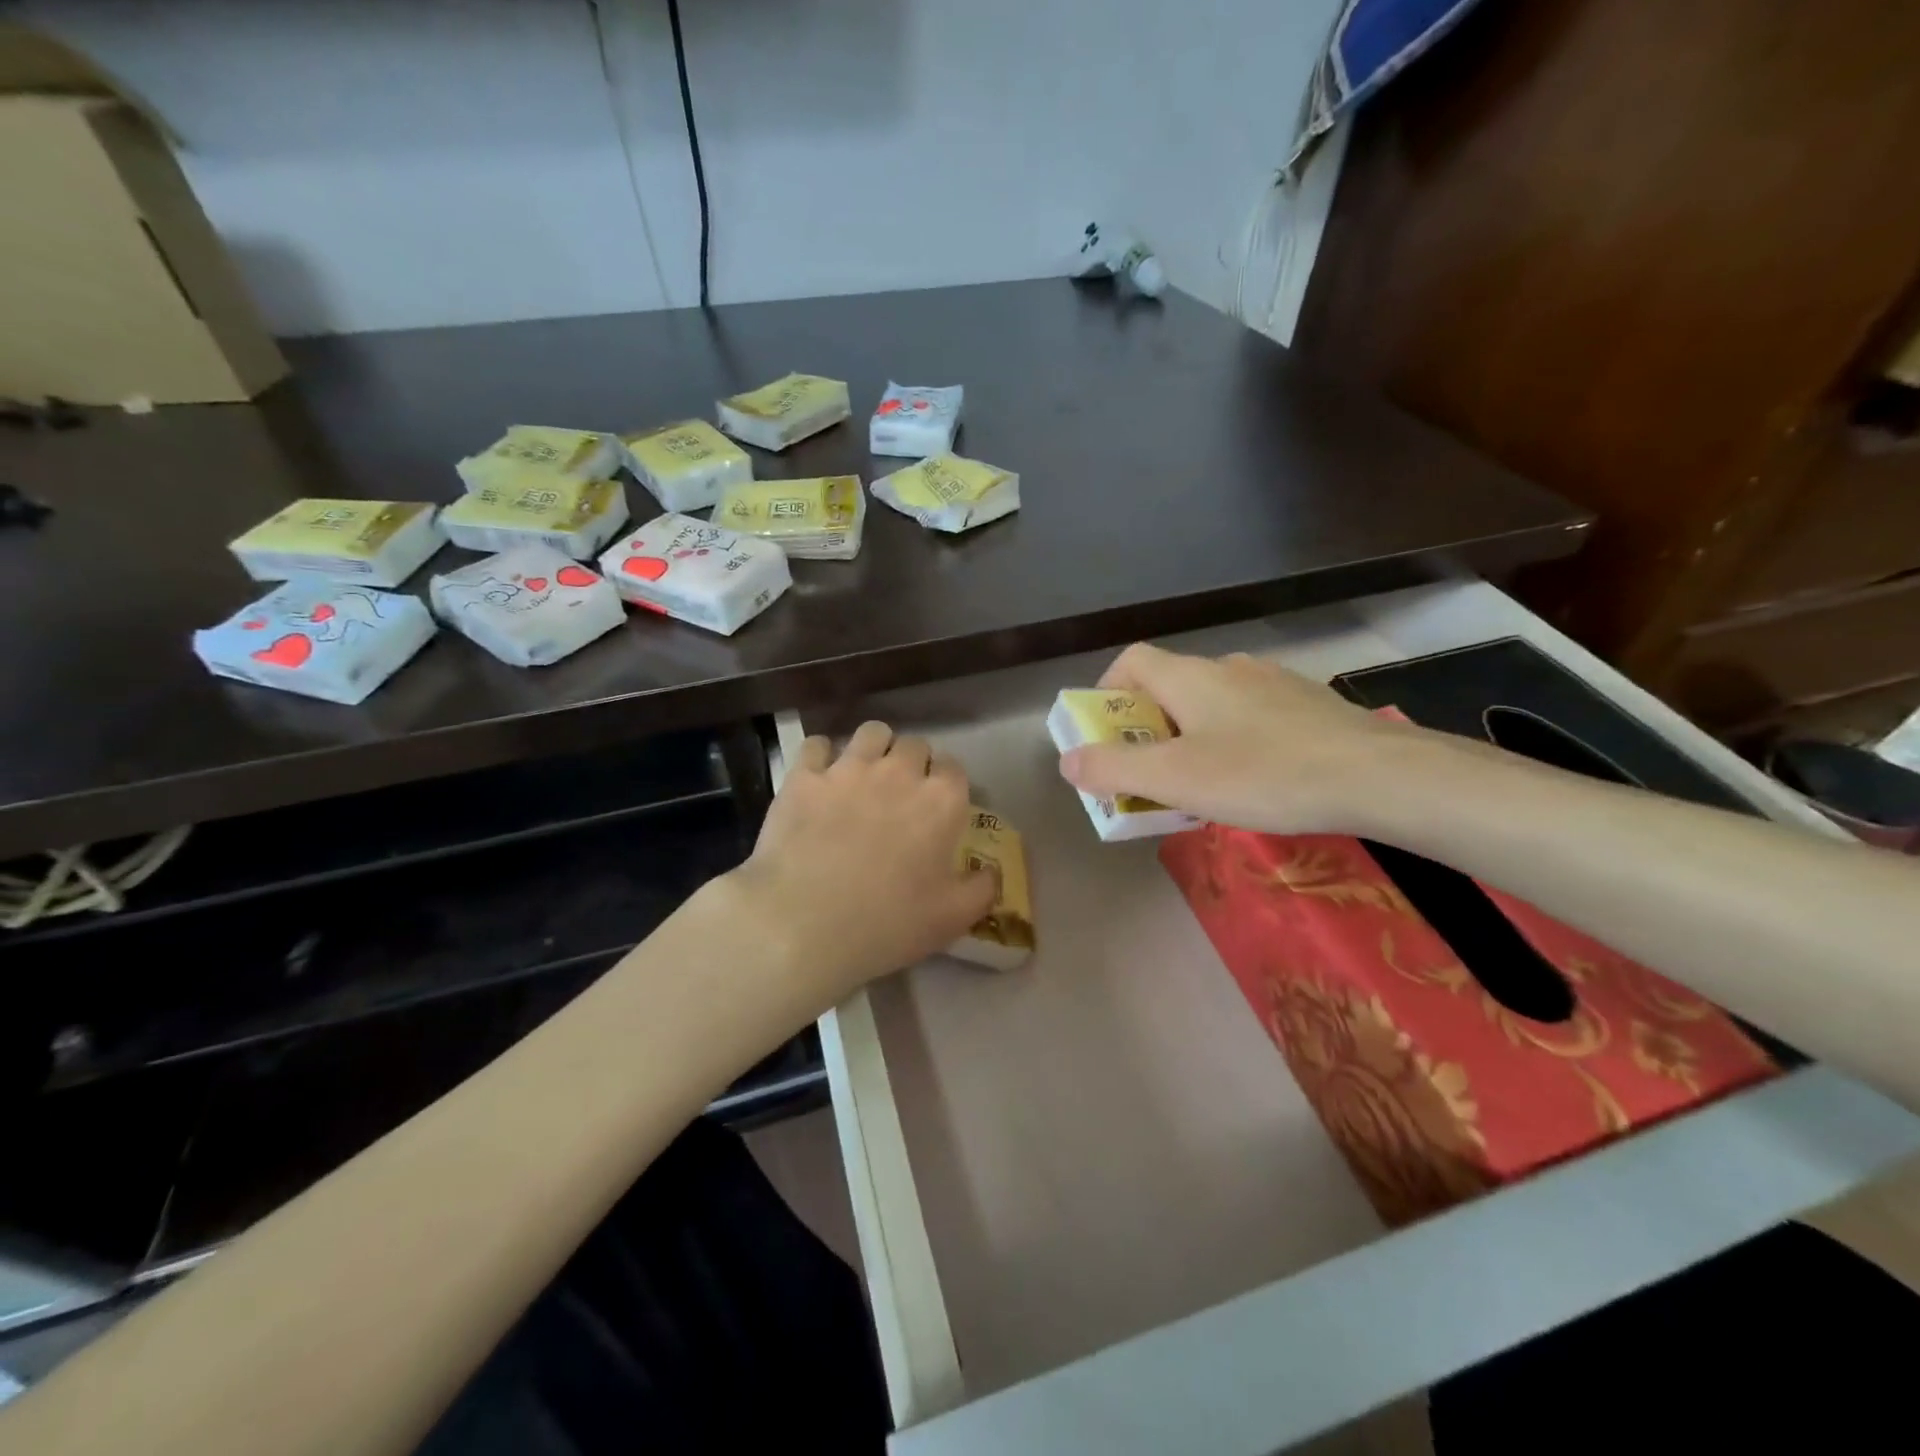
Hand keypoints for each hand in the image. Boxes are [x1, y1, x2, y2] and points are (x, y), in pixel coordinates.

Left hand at [725, 721, 996, 1002]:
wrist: (805, 924)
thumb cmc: (888, 924)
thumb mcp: (952, 919)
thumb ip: (982, 889)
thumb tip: (991, 871)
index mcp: (941, 801)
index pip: (954, 768)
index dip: (946, 784)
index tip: (937, 806)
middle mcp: (899, 772)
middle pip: (915, 745)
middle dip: (912, 764)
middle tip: (900, 796)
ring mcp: (849, 769)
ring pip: (871, 732)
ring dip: (874, 749)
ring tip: (864, 775)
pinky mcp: (804, 776)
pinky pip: (816, 745)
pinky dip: (821, 757)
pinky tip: (819, 778)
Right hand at [1057, 643, 1422, 834]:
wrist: (1377, 776)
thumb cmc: (1262, 773)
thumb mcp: (1175, 779)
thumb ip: (1113, 769)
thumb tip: (1068, 760)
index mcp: (1190, 677)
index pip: (1130, 662)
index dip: (1107, 694)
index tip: (1106, 738)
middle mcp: (1229, 669)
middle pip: (1169, 688)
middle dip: (1147, 731)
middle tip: (1150, 776)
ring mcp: (1273, 684)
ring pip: (1213, 705)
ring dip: (1191, 738)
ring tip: (1201, 786)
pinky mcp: (1309, 707)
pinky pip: (1252, 718)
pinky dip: (1234, 743)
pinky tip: (1255, 781)